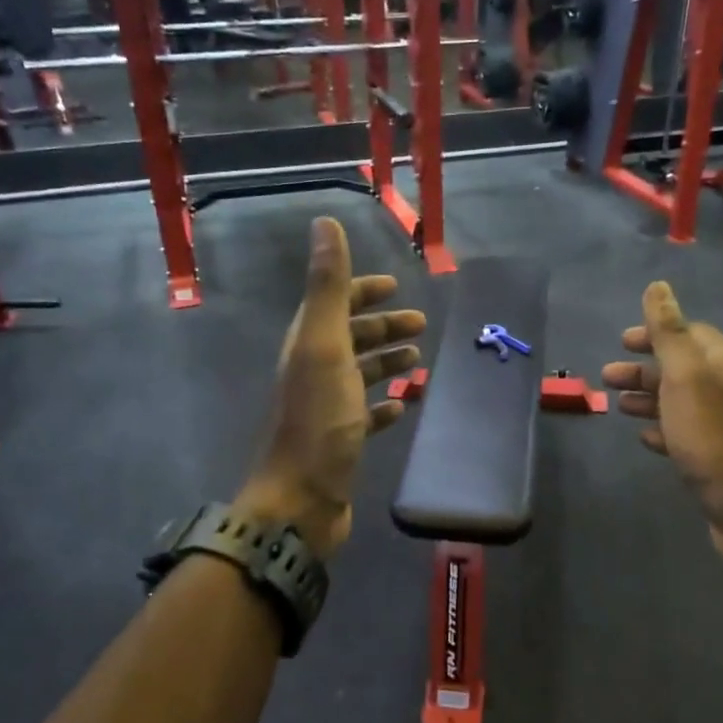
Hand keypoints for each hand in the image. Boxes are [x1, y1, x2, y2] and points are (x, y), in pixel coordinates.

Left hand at [237, 218, 425, 560]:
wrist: (301, 501)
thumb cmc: (318, 421)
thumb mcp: (325, 347)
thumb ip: (328, 287)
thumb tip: (325, 222)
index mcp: (308, 346)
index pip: (334, 305)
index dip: (363, 292)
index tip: (396, 287)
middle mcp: (314, 372)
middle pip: (351, 339)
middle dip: (384, 327)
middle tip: (421, 326)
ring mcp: (327, 409)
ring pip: (360, 375)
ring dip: (387, 362)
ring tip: (419, 361)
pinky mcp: (341, 442)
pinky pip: (366, 414)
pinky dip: (385, 404)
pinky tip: (404, 405)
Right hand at [603, 282, 722, 567]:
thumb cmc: (713, 438)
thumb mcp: (686, 377)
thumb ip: (669, 332)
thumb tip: (659, 286)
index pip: (691, 334)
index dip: (655, 333)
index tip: (622, 341)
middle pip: (682, 368)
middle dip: (644, 368)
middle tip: (607, 376)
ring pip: (681, 401)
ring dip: (648, 398)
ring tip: (617, 406)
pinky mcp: (720, 458)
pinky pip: (686, 433)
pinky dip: (663, 428)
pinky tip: (644, 437)